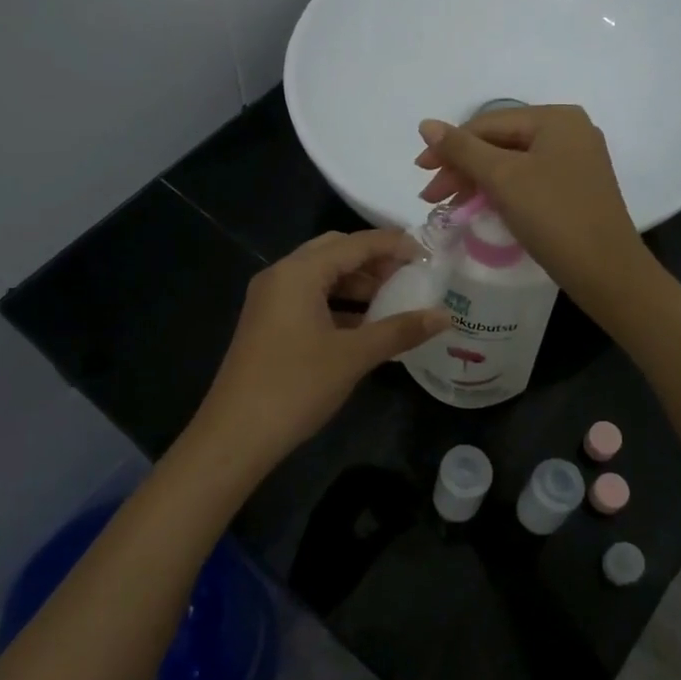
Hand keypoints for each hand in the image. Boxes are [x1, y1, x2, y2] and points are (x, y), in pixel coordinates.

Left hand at [185, 230, 449, 481]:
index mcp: (299, 272)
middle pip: (335, 252)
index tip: (429, 255)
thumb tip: (444, 316)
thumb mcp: (354, 356)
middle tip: (411, 276)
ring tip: (395, 301)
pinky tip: (365, 325)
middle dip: (375, 260)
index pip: (355, 243)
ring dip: (357, 283)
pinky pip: (310, 298)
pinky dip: (339, 304)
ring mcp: (270, 300)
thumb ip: (400, 330)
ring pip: (322, 276)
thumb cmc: (296, 386)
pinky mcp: (268, 323)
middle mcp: (281, 275)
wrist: (235, 436)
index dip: (394, 245)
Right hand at [414, 105, 651, 302]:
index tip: (419, 171)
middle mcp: (570, 131)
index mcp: (556, 118)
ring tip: (450, 206)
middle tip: (432, 196)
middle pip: (500, 142)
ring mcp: (576, 161)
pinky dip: (500, 192)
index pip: (488, 123)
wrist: (606, 272)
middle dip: (462, 167)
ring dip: (477, 182)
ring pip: (512, 163)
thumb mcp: (502, 178)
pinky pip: (528, 180)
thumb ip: (462, 149)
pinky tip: (480, 209)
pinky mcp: (576, 188)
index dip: (449, 146)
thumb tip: (426, 124)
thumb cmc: (553, 216)